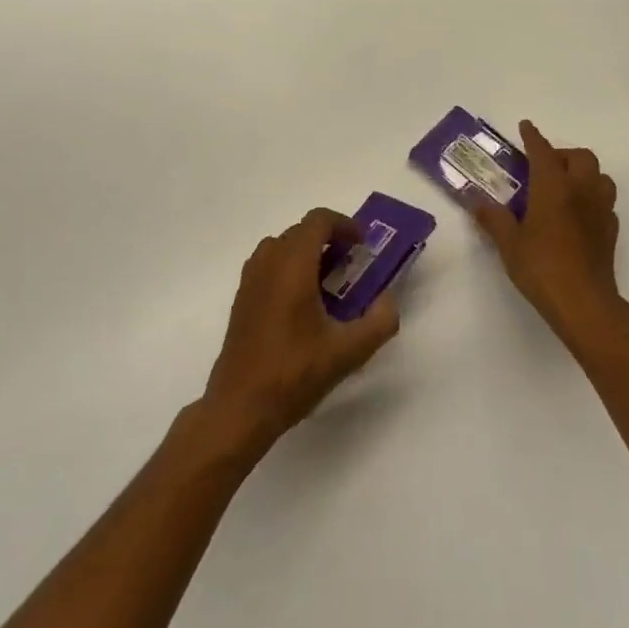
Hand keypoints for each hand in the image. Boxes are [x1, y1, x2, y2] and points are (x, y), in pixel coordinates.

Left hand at [200, 208, 400, 456]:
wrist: (239, 406)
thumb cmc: (294, 374)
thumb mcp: (348, 352)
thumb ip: (379, 322)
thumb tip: (388, 300)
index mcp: (292, 265)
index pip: (318, 221)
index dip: (344, 224)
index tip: (363, 245)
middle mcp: (268, 263)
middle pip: (301, 231)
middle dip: (329, 239)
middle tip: (352, 265)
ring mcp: (250, 279)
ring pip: (282, 246)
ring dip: (308, 252)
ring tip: (329, 281)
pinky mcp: (242, 298)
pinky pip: (269, 264)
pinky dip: (289, 267)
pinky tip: (303, 303)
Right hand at [469, 121, 623, 350]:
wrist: (584, 303)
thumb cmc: (541, 267)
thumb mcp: (508, 243)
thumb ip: (493, 218)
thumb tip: (475, 201)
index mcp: (553, 187)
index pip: (543, 151)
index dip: (533, 137)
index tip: (526, 126)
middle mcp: (581, 190)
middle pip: (580, 157)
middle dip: (562, 154)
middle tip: (542, 166)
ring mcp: (601, 209)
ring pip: (599, 176)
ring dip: (583, 173)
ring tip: (563, 186)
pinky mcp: (611, 230)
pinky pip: (605, 201)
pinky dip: (592, 197)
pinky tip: (577, 213)